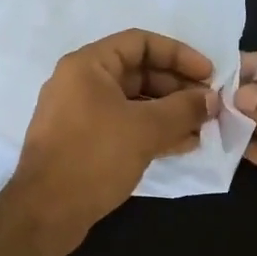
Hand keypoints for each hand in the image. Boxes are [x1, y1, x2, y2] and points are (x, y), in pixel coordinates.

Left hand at [4, 30, 218, 246]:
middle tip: (209, 106)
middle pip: (139, 72)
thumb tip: (211, 100)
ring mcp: (80, 114)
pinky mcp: (84, 142)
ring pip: (134, 102)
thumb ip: (183, 109)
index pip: (140, 42)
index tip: (209, 74)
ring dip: (169, 112)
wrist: (45, 212)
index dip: (179, 54)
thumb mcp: (145, 129)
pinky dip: (153, 131)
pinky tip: (183, 145)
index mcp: (88, 66)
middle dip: (177, 88)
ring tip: (203, 128)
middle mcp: (81, 83)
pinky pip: (125, 125)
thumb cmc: (94, 157)